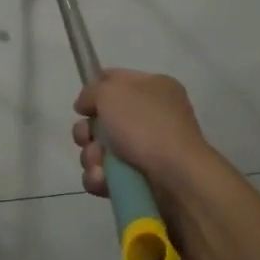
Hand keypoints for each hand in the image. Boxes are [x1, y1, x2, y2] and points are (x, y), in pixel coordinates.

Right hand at [72, 69, 214, 199]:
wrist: (177, 178)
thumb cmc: (146, 126)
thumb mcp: (112, 93)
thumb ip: (91, 91)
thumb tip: (85, 105)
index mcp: (153, 88)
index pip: (115, 80)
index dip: (94, 91)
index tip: (82, 106)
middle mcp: (151, 116)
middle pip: (102, 119)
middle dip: (86, 131)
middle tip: (87, 138)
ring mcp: (146, 149)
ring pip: (100, 149)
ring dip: (91, 156)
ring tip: (99, 165)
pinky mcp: (139, 179)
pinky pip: (106, 175)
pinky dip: (100, 178)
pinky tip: (103, 179)